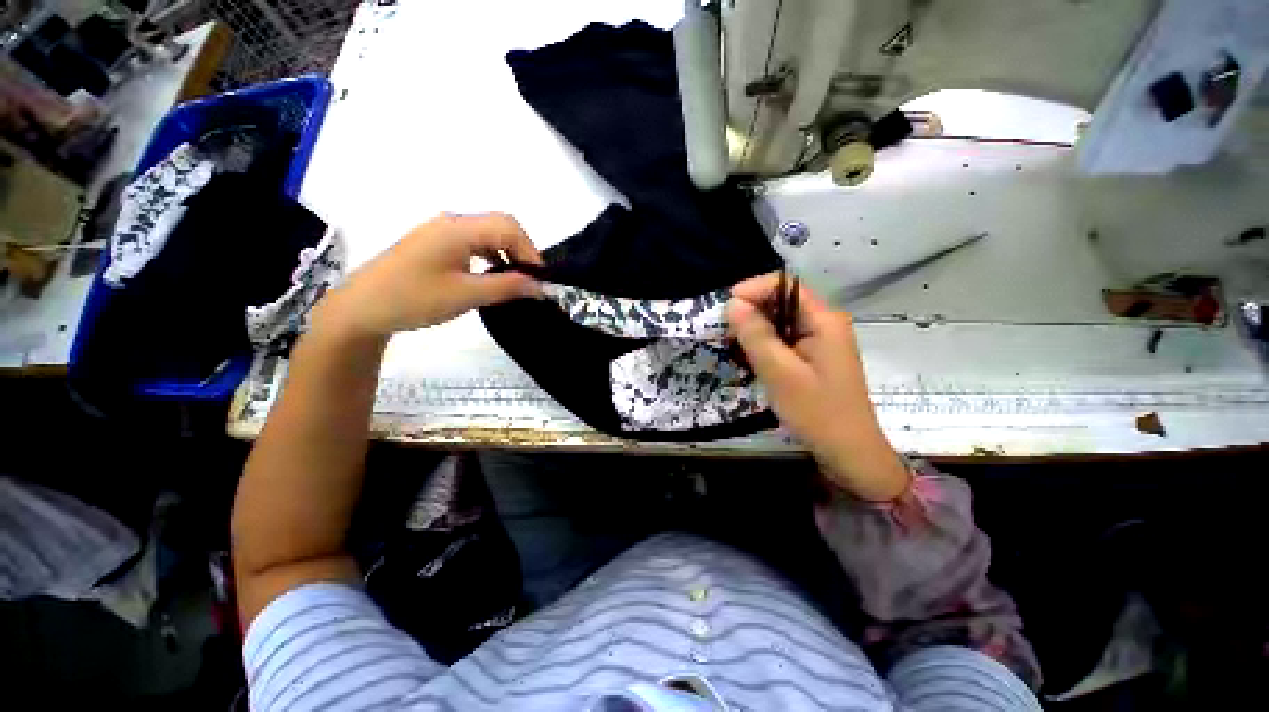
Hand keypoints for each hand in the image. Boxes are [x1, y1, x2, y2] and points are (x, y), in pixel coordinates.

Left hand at [317, 213, 542, 338]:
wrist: (362, 308)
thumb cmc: (414, 298)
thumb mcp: (466, 295)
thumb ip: (507, 287)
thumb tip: (540, 286)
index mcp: (458, 228)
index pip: (508, 227)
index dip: (531, 251)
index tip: (540, 280)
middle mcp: (452, 223)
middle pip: (500, 226)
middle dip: (522, 251)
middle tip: (531, 281)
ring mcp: (442, 232)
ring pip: (488, 234)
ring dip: (508, 254)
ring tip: (517, 281)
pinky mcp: (436, 244)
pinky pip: (474, 243)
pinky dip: (491, 257)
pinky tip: (493, 276)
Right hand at [728, 273, 909, 500]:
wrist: (849, 452)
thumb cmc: (816, 411)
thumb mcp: (779, 372)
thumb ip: (755, 335)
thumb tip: (733, 303)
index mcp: (823, 320)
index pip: (784, 285)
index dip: (753, 290)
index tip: (726, 309)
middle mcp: (824, 323)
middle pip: (781, 302)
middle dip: (751, 312)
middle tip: (726, 334)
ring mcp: (820, 341)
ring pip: (780, 322)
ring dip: (755, 330)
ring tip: (735, 348)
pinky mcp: (814, 357)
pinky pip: (784, 340)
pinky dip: (765, 345)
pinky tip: (752, 360)